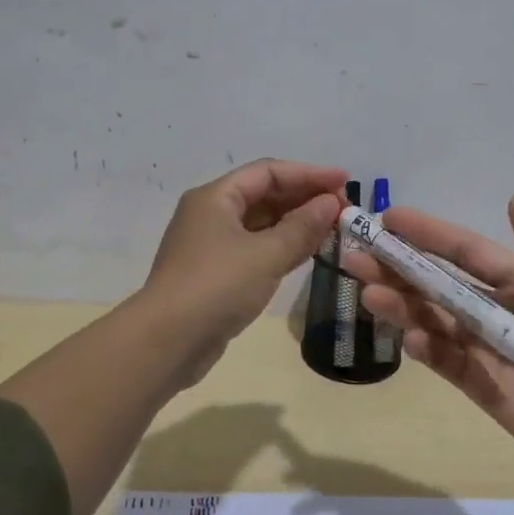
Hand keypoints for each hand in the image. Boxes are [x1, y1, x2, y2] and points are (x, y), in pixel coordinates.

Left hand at [140, 159, 346, 382]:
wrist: (167, 342)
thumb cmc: (217, 286)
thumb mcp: (266, 254)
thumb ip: (302, 227)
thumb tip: (331, 203)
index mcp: (216, 197)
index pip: (269, 172)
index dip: (309, 174)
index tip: (345, 182)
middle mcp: (211, 214)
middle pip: (264, 195)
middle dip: (304, 198)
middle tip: (344, 209)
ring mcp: (212, 245)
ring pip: (261, 224)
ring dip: (296, 224)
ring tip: (334, 228)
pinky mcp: (217, 274)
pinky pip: (256, 248)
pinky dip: (283, 247)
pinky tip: (310, 252)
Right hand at [344, 195, 513, 485]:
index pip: (465, 251)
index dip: (429, 233)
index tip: (389, 218)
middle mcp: (495, 308)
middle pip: (437, 282)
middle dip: (397, 267)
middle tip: (356, 255)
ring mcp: (483, 347)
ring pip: (431, 319)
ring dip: (400, 304)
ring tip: (368, 293)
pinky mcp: (478, 384)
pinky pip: (443, 361)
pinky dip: (424, 349)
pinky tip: (409, 340)